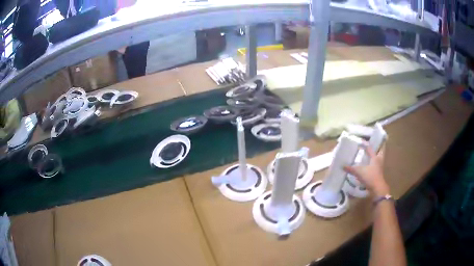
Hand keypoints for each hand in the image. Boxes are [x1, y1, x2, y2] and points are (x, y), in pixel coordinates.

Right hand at [344, 144, 389, 196]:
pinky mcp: (378, 173)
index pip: (370, 148)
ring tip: (368, 155)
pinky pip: (375, 166)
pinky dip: (372, 164)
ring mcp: (379, 167)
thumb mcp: (359, 172)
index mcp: (375, 157)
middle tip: (370, 147)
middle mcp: (378, 160)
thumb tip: (343, 166)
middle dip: (376, 148)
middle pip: (379, 151)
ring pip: (377, 159)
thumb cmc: (370, 177)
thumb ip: (351, 169)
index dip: (365, 144)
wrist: (377, 189)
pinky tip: (367, 166)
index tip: (361, 141)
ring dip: (374, 157)